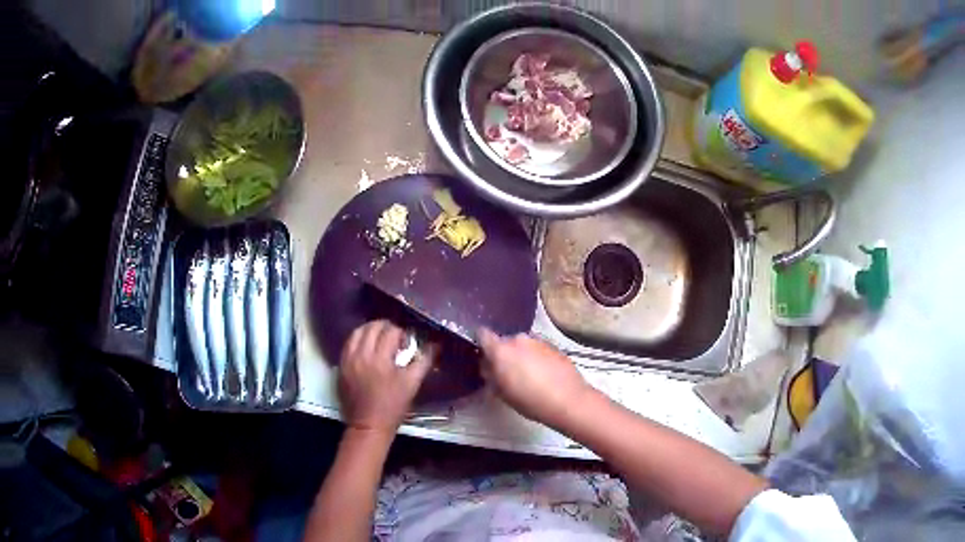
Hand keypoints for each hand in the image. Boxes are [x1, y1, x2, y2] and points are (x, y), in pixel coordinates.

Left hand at [339, 320, 431, 434]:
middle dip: (385, 327)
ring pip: (357, 332)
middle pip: (372, 327)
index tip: (407, 342)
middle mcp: (361, 354)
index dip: (402, 333)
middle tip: (394, 336)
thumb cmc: (393, 406)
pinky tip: (366, 347)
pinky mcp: (341, 366)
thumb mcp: (412, 384)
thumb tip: (436, 345)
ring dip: (370, 330)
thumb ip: (424, 361)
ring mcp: (348, 360)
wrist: (369, 425)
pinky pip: (348, 344)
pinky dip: (358, 340)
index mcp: (380, 359)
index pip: (391, 332)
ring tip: (379, 338)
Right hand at [478, 328, 593, 428]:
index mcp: (501, 350)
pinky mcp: (554, 346)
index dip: (482, 344)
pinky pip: (537, 349)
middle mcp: (518, 339)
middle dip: (504, 354)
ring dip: (521, 356)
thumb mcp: (502, 393)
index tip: (484, 356)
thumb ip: (491, 376)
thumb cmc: (530, 400)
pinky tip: (542, 375)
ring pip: (522, 345)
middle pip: (504, 341)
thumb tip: (488, 367)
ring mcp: (538, 340)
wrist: (568, 400)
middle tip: (506, 373)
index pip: (483, 334)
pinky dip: (536, 358)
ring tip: (527, 376)